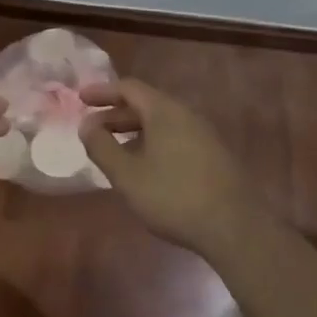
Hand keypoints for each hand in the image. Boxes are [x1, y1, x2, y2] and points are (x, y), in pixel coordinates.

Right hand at [80, 79, 254, 252]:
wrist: (236, 228)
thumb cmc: (174, 196)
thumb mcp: (127, 175)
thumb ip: (102, 147)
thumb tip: (86, 124)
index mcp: (164, 111)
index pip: (129, 88)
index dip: (103, 91)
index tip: (81, 99)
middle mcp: (186, 115)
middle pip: (146, 104)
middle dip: (116, 114)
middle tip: (92, 128)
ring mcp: (204, 135)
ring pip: (161, 123)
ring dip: (134, 131)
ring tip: (114, 150)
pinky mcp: (214, 156)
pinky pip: (175, 138)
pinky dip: (152, 143)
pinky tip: (145, 168)